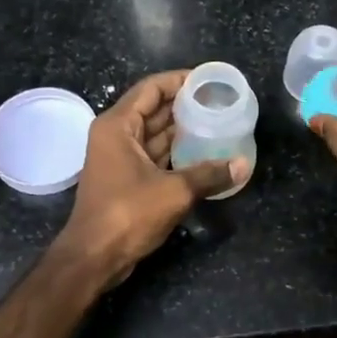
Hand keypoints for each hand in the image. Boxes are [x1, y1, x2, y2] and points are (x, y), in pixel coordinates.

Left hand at [56, 70, 245, 287]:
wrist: (94, 257)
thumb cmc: (127, 214)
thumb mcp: (174, 191)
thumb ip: (209, 174)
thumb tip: (242, 165)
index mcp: (118, 125)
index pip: (151, 88)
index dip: (180, 80)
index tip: (209, 80)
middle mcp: (115, 135)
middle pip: (153, 109)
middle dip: (185, 105)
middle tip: (220, 102)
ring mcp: (119, 158)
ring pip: (155, 134)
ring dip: (182, 130)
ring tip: (217, 123)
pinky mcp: (126, 180)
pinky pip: (154, 156)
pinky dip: (176, 153)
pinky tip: (203, 153)